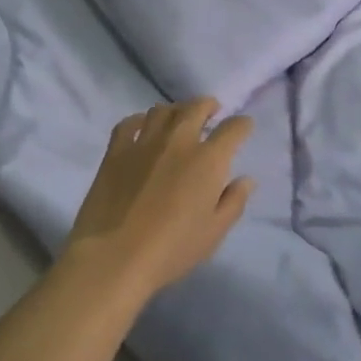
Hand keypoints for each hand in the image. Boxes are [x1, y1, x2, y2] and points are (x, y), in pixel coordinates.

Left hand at [63, 98, 254, 292]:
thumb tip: (246, 179)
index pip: (232, 129)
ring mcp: (143, 142)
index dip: (242, 125)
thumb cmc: (172, 248)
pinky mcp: (115, 151)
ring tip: (179, 118)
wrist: (114, 255)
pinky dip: (140, 120)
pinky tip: (142, 126)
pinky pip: (129, 123)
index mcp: (208, 160)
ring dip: (176, 110)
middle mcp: (178, 141)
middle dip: (208, 105)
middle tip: (212, 110)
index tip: (244, 126)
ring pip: (162, 111)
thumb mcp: (214, 232)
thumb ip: (233, 202)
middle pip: (195, 108)